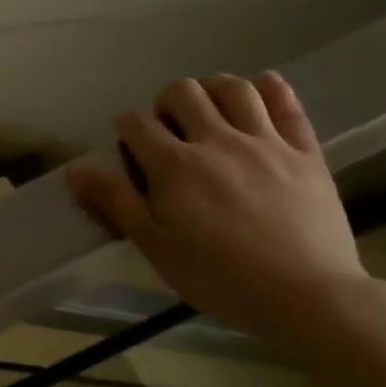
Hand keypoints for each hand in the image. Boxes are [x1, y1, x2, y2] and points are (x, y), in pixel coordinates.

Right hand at [66, 73, 367, 348]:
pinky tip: (260, 96)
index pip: (136, 122)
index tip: (131, 150)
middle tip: (171, 131)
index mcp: (175, 165)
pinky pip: (288, 103)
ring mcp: (264, 142)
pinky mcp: (304, 152)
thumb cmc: (223, 279)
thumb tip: (75, 168)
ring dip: (214, 90)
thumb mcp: (157, 248)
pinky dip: (271, 90)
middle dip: (167, 103)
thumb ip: (116, 201)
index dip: (126, 129)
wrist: (310, 299)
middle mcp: (216, 140)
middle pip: (182, 91)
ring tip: (211, 112)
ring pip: (233, 87)